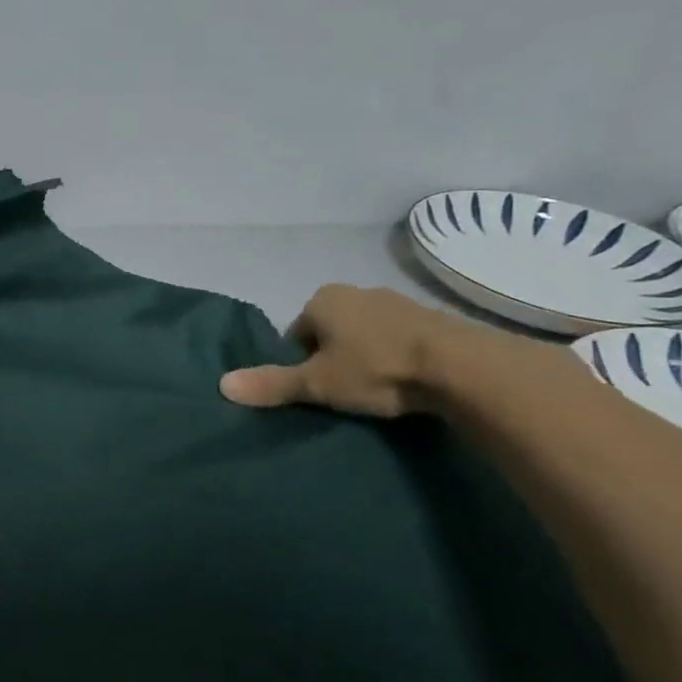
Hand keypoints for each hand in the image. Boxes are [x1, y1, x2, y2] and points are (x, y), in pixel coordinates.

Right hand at [220, 284, 457, 417]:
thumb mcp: (317, 383)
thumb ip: (272, 384)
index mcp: (322, 299)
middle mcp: (356, 291)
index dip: (300, 362)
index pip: (296, 332)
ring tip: (376, 389)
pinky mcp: (431, 319)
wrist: (460, 366)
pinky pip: (398, 338)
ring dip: (365, 356)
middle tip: (343, 391)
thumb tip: (221, 385)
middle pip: (330, 331)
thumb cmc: (375, 368)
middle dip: (332, 356)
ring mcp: (397, 302)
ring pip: (365, 333)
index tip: (316, 387)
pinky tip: (405, 382)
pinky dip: (395, 356)